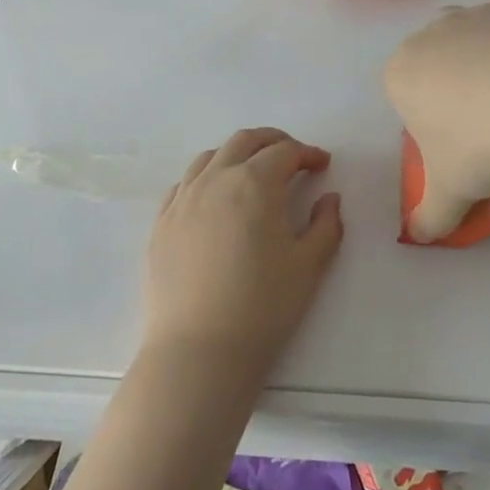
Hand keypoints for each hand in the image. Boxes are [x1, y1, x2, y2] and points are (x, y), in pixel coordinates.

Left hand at [143, 127, 343, 387]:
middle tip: (292, 158)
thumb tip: (329, 199)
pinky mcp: (161, 222)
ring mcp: (182, 198)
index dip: (307, 153)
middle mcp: (214, 179)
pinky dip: (205, 178)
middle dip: (272, 142)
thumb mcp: (309, 266)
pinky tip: (213, 198)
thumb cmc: (263, 306)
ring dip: (237, 155)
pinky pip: (184, 184)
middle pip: (244, 141)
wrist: (199, 348)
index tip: (322, 164)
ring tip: (252, 173)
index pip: (284, 152)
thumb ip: (326, 225)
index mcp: (254, 183)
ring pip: (210, 157)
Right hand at [385, 0, 489, 241]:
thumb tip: (418, 238)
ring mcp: (467, 14)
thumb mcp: (452, 193)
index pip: (405, 100)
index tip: (461, 146)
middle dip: (452, 89)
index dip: (431, 124)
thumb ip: (428, 218)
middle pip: (433, 66)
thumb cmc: (486, 146)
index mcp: (399, 75)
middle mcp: (425, 36)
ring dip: (480, 59)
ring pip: (465, 37)